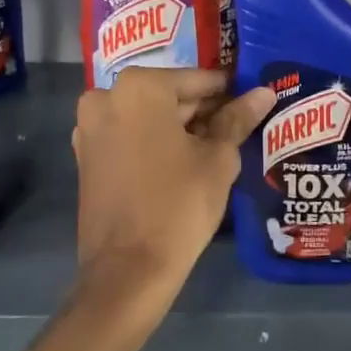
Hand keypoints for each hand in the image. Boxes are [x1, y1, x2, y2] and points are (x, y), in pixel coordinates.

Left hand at [73, 67, 274, 300]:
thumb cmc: (179, 204)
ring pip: (148, 117)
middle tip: (239, 129)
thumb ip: (238, 119)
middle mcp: (106, 97)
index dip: (229, 93)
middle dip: (203, 112)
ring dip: (180, 129)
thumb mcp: (217, 159)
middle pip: (169, 96)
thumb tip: (264, 93)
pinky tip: (184, 164)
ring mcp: (90, 128)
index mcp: (139, 88)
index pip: (198, 81)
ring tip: (218, 150)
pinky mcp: (86, 156)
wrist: (128, 269)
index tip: (252, 103)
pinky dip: (155, 143)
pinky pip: (129, 137)